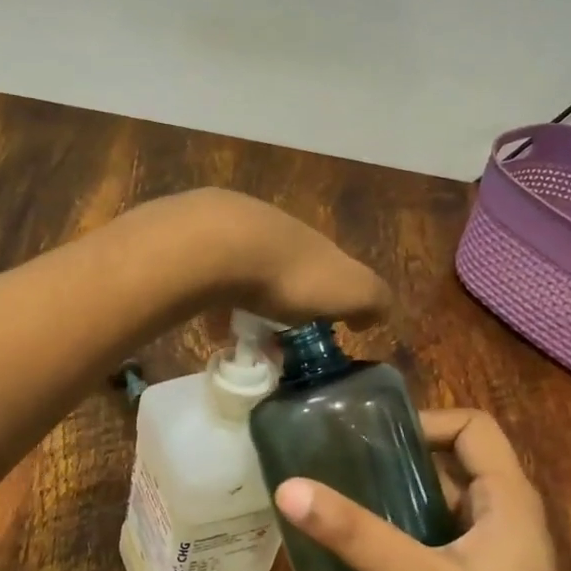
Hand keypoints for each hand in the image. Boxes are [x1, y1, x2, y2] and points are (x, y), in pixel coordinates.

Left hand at [156, 188, 390, 326]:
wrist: (220, 244)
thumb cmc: (291, 274)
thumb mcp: (351, 291)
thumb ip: (372, 300)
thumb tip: (374, 316)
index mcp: (316, 245)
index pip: (330, 271)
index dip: (329, 300)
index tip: (319, 331)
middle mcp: (277, 232)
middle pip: (286, 270)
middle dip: (284, 302)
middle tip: (276, 337)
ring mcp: (233, 232)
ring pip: (247, 272)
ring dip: (247, 303)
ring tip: (241, 338)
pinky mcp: (196, 243)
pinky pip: (212, 280)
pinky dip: (216, 303)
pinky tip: (211, 326)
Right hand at [272, 409, 570, 570]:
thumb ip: (356, 536)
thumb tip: (288, 487)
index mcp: (507, 497)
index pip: (472, 426)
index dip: (424, 421)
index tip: (370, 439)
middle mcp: (502, 517)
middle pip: (449, 463)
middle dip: (396, 461)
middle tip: (338, 467)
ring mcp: (487, 556)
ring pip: (436, 506)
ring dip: (392, 502)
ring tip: (337, 506)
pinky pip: (430, 543)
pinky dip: (397, 538)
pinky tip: (357, 556)